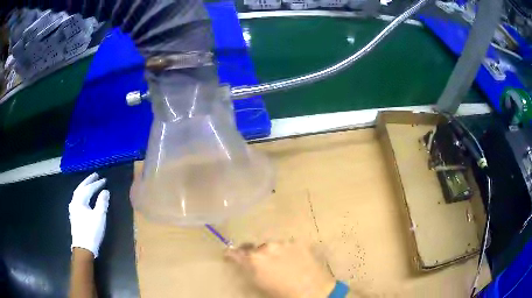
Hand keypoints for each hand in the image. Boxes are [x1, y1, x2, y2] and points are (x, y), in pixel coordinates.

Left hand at [69, 173, 109, 257]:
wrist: (83, 247)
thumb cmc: (91, 231)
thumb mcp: (99, 216)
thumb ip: (102, 202)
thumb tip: (105, 191)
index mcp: (80, 200)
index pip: (89, 188)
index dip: (97, 184)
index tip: (104, 180)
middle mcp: (74, 202)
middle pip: (81, 188)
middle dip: (88, 181)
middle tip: (95, 175)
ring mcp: (73, 209)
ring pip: (78, 193)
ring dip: (84, 187)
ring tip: (90, 183)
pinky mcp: (74, 215)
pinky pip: (77, 199)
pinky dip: (82, 194)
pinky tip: (84, 197)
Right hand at [226, 241, 335, 297]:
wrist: (314, 291)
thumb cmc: (282, 294)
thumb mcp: (259, 285)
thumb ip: (248, 271)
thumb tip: (243, 263)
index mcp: (254, 259)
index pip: (236, 252)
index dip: (231, 254)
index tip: (228, 255)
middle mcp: (267, 247)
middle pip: (256, 248)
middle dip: (256, 255)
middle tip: (263, 265)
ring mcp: (285, 243)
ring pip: (273, 246)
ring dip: (273, 253)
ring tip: (281, 264)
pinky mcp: (299, 243)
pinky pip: (288, 245)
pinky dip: (287, 252)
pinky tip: (294, 261)